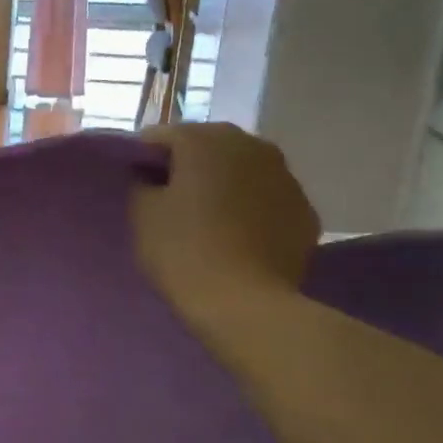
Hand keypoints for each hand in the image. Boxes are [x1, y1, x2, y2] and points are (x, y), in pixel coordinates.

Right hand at [130, 123, 319, 335]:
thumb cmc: (183, 252)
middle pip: (207, 147)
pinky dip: (252, 209)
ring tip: (207, 220)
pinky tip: (239, 238)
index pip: (161, 137)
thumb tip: (151, 176)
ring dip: (224, 186)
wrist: (244, 305)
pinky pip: (267, 200)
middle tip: (170, 202)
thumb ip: (142, 183)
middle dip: (188, 168)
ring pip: (242, 171)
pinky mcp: (306, 211)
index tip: (136, 186)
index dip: (144, 160)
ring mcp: (286, 176)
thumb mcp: (142, 214)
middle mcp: (252, 144)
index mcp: (205, 139)